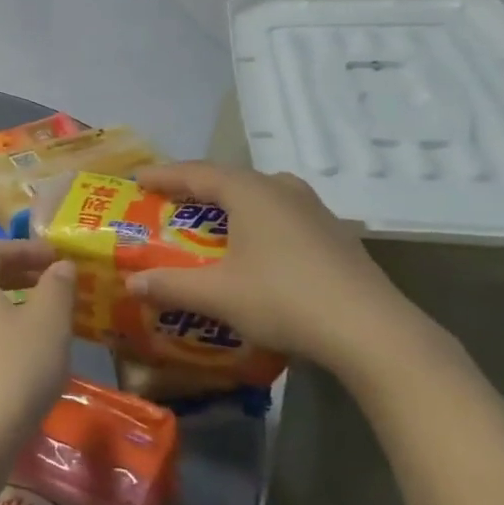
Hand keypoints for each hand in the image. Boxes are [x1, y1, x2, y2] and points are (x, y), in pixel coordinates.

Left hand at [0, 240, 75, 468]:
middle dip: (20, 277)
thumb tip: (60, 266)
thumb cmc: (9, 372)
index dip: (24, 248)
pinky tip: (28, 363)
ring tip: (49, 324)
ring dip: (13, 310)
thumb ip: (57, 289)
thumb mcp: (47, 325)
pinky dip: (2, 338)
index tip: (56, 258)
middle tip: (56, 286)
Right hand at [127, 162, 436, 380]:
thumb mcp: (218, 294)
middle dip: (196, 188)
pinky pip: (283, 215)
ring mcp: (315, 210)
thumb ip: (171, 285)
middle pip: (229, 179)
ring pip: (261, 195)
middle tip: (170, 201)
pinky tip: (257, 247)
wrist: (372, 332)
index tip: (137, 178)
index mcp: (250, 191)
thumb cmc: (283, 299)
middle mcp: (282, 189)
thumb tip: (132, 283)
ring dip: (231, 204)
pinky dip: (258, 222)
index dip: (163, 175)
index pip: (195, 173)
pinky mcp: (335, 235)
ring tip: (212, 219)